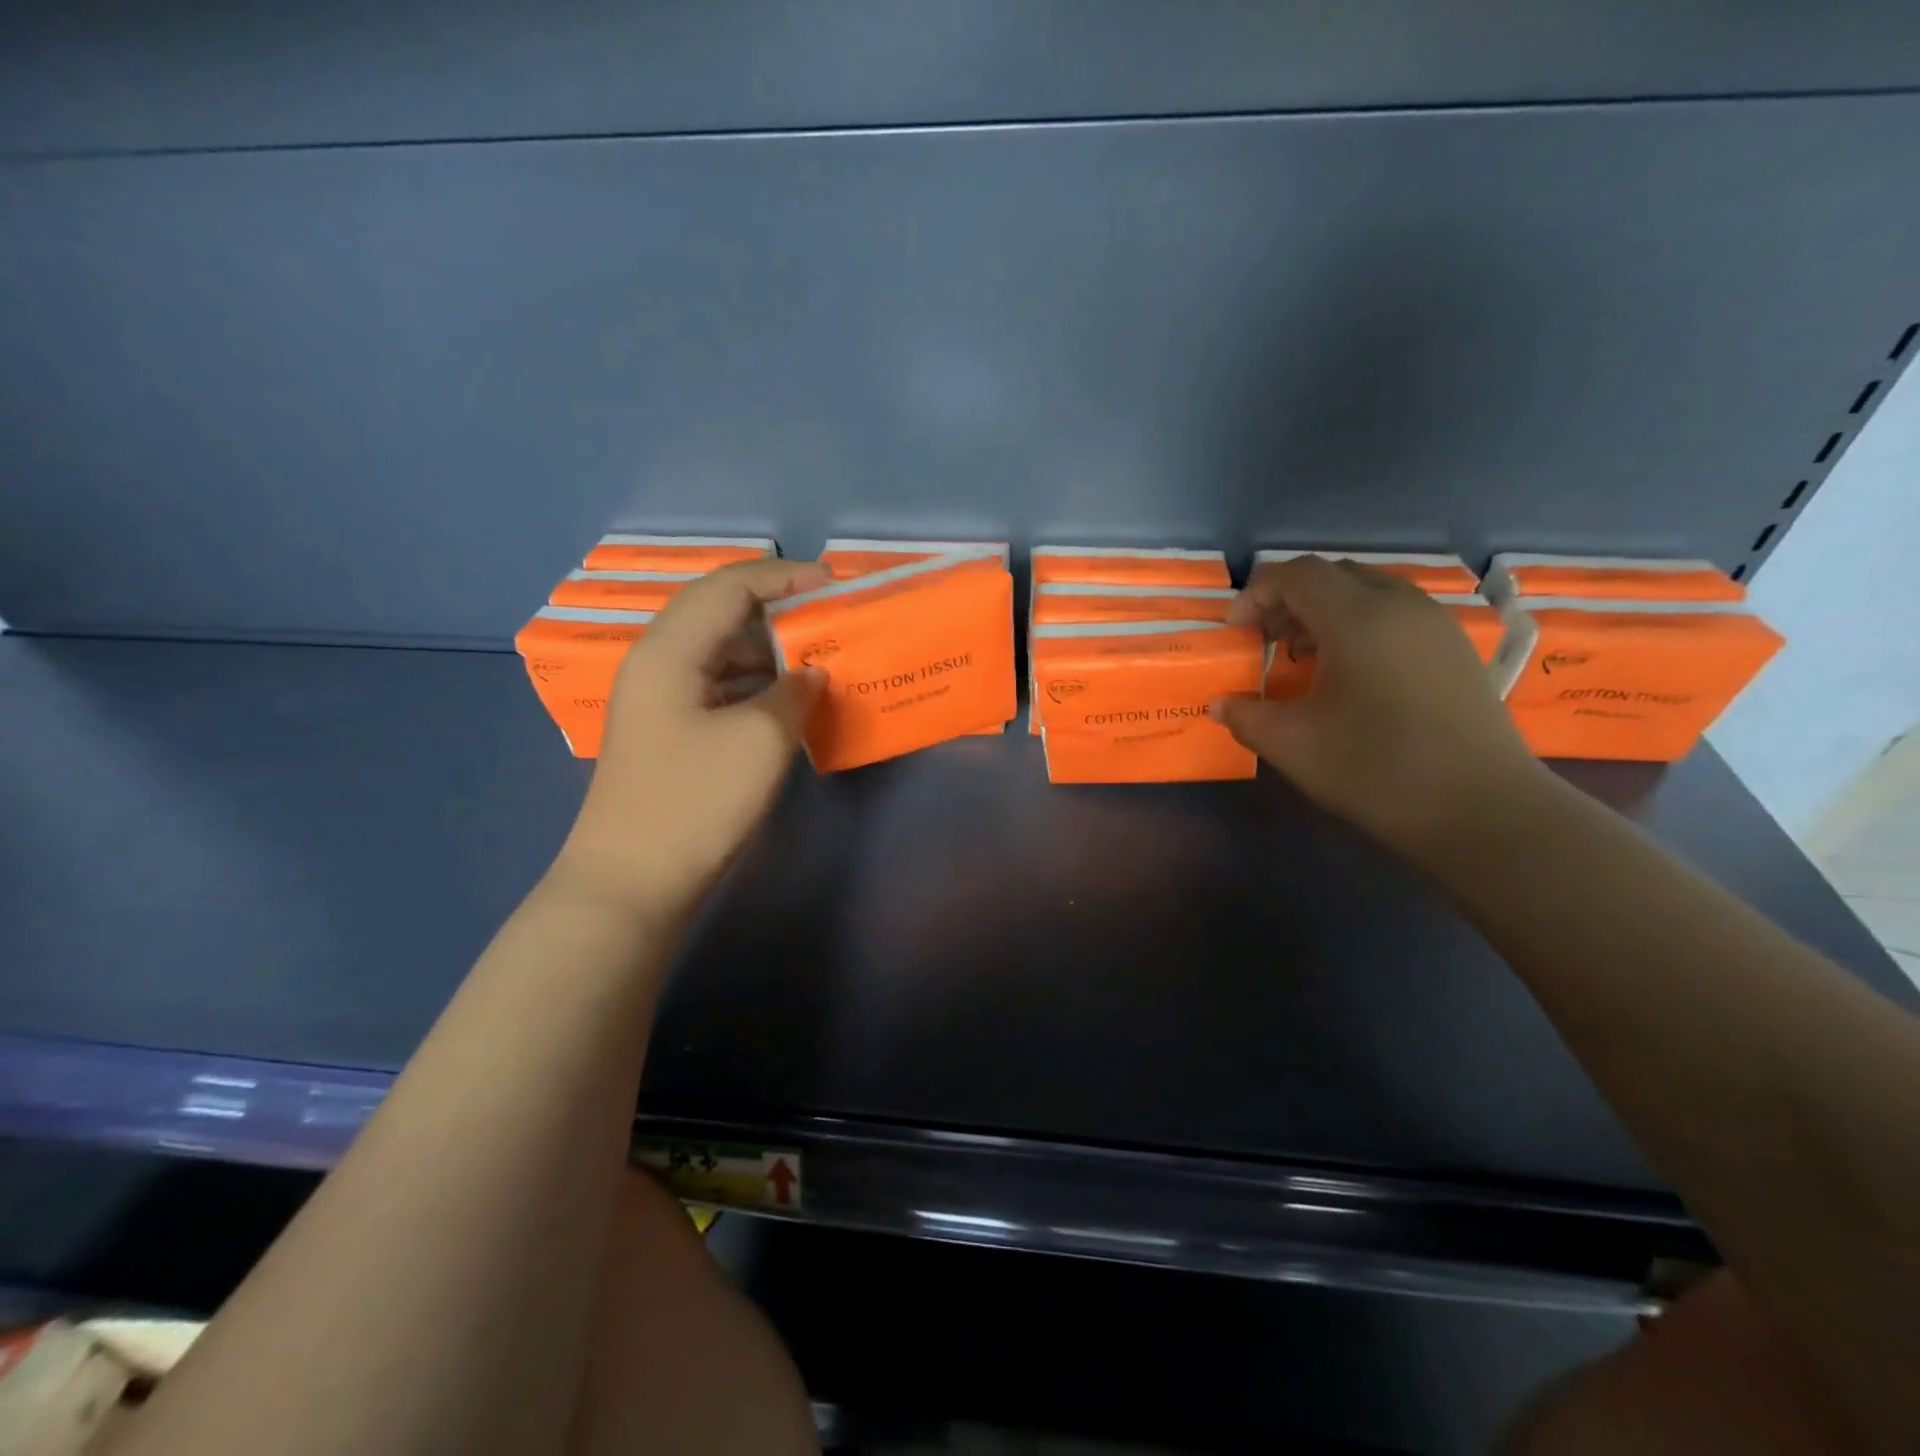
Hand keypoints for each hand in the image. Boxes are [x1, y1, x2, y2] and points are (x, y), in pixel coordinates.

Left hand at [553, 558, 828, 924]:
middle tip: (829, 613)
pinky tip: (787, 697)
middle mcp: (658, 661)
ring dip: (768, 645)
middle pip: (720, 609)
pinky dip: (754, 680)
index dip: (786, 576)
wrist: (632, 882)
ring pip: (718, 648)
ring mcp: (659, 698)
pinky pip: (717, 683)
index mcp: (671, 650)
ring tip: (818, 653)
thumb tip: (812, 673)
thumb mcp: (761, 740)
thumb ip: (795, 693)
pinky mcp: (668, 729)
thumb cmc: (696, 802)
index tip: (836, 583)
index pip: (731, 585)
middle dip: (778, 605)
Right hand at [1211, 555, 1547, 859]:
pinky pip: (1396, 615)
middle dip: (1290, 600)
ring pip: (1369, 593)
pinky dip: (1360, 627)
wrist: (1482, 809)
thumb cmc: (1375, 769)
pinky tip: (1351, 676)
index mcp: (1357, 618)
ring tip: (1305, 659)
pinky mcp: (1456, 650)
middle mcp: (1400, 606)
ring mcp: (1435, 625)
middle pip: (1334, 576)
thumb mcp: (1292, 745)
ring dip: (1326, 613)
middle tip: (1266, 641)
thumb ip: (1246, 716)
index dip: (1256, 594)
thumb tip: (1220, 705)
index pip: (1296, 575)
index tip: (1236, 632)